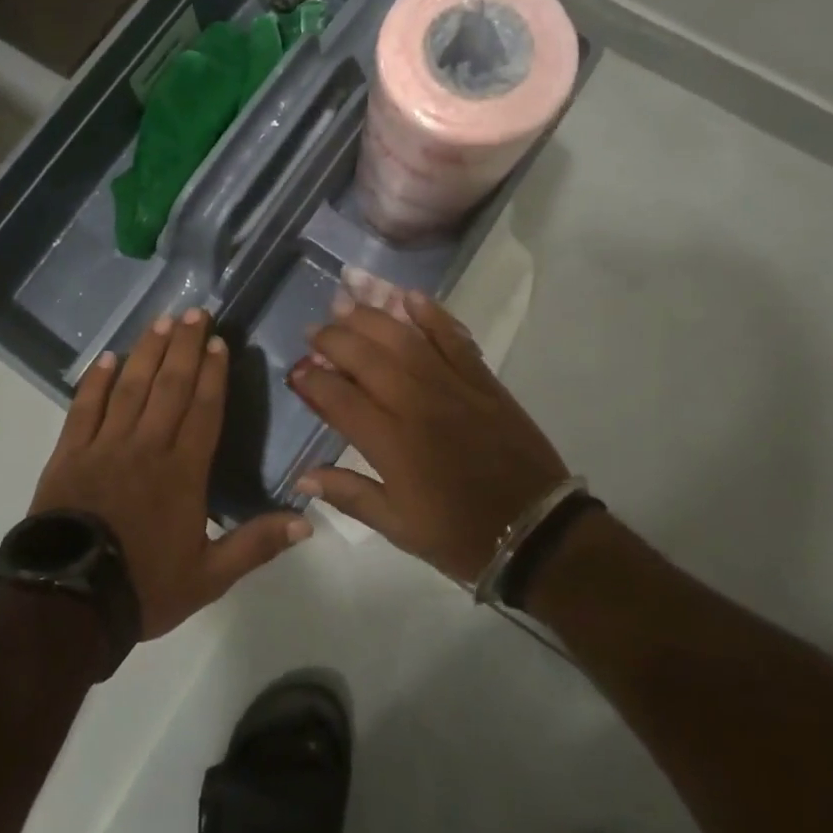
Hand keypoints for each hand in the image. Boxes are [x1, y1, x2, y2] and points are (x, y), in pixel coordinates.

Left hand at [30, 308, 310, 638]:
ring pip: (131, 387)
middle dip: (184, 347)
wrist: (69, 604)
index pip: (204, 410)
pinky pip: (85, 407)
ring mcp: (105, 446)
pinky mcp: (70, 453)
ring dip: (148, 352)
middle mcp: (147, 447)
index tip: (218, 342)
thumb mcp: (209, 577)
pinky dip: (96, 381)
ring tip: (161, 321)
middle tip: (194, 312)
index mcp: (183, 472)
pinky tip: (107, 357)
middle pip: (170, 386)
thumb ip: (256, 545)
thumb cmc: (143, 586)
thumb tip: (307, 520)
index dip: (212, 374)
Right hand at [286, 292, 568, 585]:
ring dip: (371, 316)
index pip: (338, 397)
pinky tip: (409, 297)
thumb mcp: (398, 527)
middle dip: (332, 339)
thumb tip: (302, 478)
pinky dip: (431, 314)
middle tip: (313, 332)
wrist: (537, 531)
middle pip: (365, 356)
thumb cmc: (460, 535)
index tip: (295, 372)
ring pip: (403, 338)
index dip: (311, 381)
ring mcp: (451, 385)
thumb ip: (349, 494)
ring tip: (347, 303)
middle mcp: (415, 403)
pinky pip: (452, 337)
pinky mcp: (482, 379)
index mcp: (391, 443)